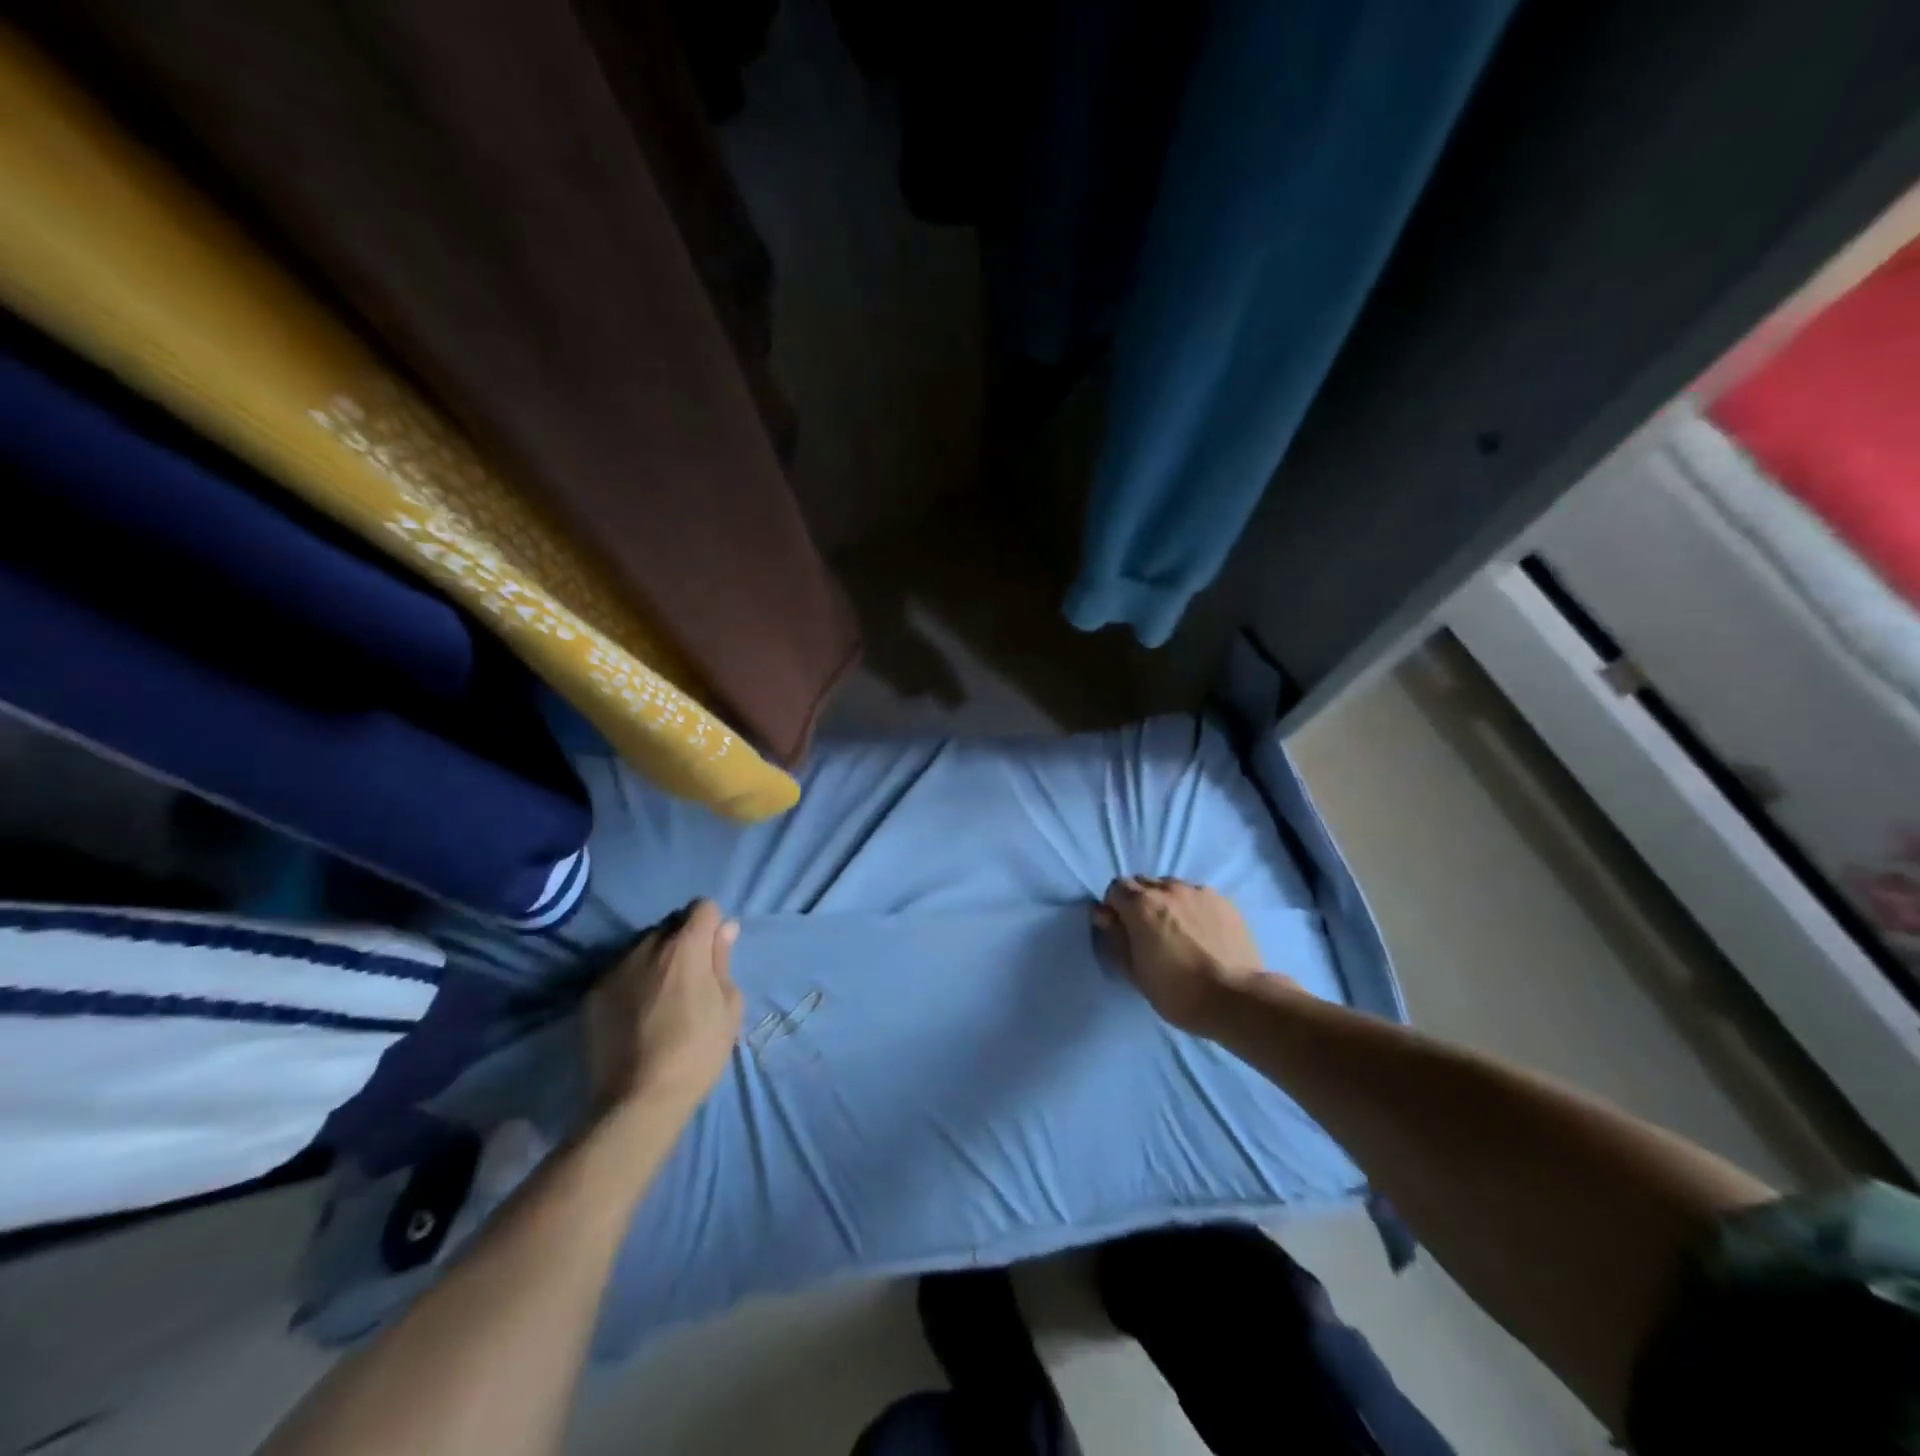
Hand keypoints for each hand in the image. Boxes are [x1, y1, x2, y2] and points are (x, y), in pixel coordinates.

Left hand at [588, 900, 742, 1116]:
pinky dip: (632, 981)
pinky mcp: (593, 993)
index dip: (712, 925)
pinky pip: (620, 972)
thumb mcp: (729, 1006)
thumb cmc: (697, 1051)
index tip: (714, 952)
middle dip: (683, 940)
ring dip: (655, 959)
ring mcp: (615, 968)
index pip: (702, 907)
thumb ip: (723, 960)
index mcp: (686, 946)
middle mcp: (647, 946)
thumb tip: (725, 928)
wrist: (638, 1099)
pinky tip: (636, 1013)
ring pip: (642, 946)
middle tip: (689, 977)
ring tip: (659, 996)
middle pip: (670, 924)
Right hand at [1094, 877, 1271, 1035]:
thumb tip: (1102, 914)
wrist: (1236, 998)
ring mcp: (1200, 892)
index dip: (1115, 906)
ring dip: (1167, 901)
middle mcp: (1169, 889)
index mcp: (1141, 905)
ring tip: (1177, 929)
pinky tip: (1202, 932)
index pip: (1116, 888)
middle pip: (1144, 883)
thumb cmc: (1177, 991)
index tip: (1121, 928)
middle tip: (1147, 930)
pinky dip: (1192, 907)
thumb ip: (1115, 937)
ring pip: (1173, 887)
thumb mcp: (1134, 971)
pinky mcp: (1225, 902)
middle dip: (1139, 900)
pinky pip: (1198, 896)